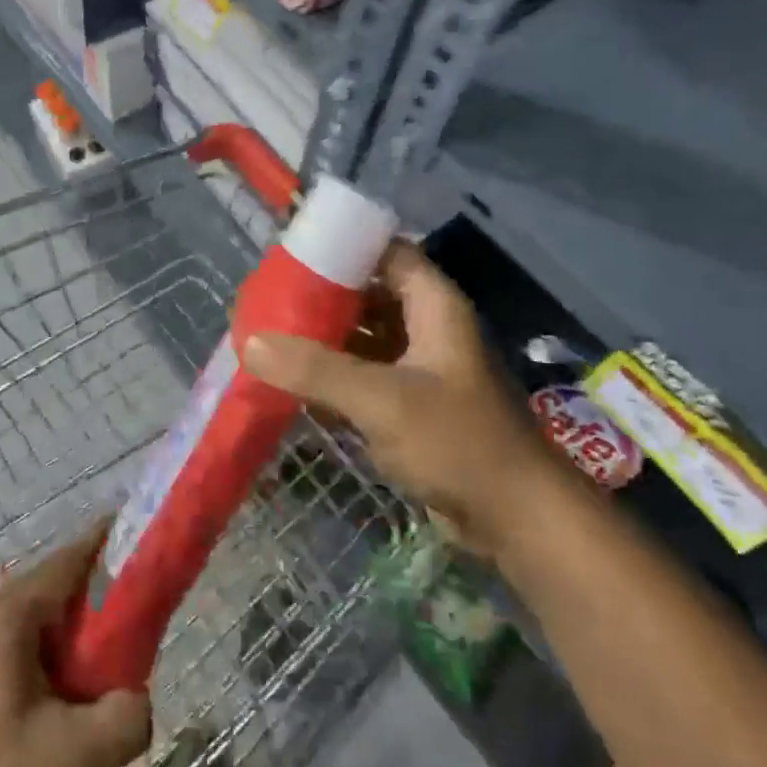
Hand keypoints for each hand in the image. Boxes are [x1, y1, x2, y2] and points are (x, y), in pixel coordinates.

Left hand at [0, 530, 151, 766]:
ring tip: (110, 653)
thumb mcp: (72, 756)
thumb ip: (125, 719)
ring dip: (76, 625)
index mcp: (9, 613)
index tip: (146, 542)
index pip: (70, 558)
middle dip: (100, 592)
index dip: (111, 545)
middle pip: (56, 582)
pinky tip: (70, 684)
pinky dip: (53, 646)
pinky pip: (22, 636)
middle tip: (140, 613)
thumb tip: (140, 698)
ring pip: (39, 612)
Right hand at [243, 241, 555, 554]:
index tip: (292, 250)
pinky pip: (364, 376)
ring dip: (323, 337)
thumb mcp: (382, 400)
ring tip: (270, 333)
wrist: (516, 520)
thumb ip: (315, 369)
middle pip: (369, 294)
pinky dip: (332, 375)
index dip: (343, 245)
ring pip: (364, 338)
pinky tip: (291, 379)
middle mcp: (426, 327)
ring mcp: (419, 368)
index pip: (386, 252)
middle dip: (322, 295)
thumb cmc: (457, 442)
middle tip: (269, 296)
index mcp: (432, 305)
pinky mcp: (411, 406)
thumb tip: (250, 341)